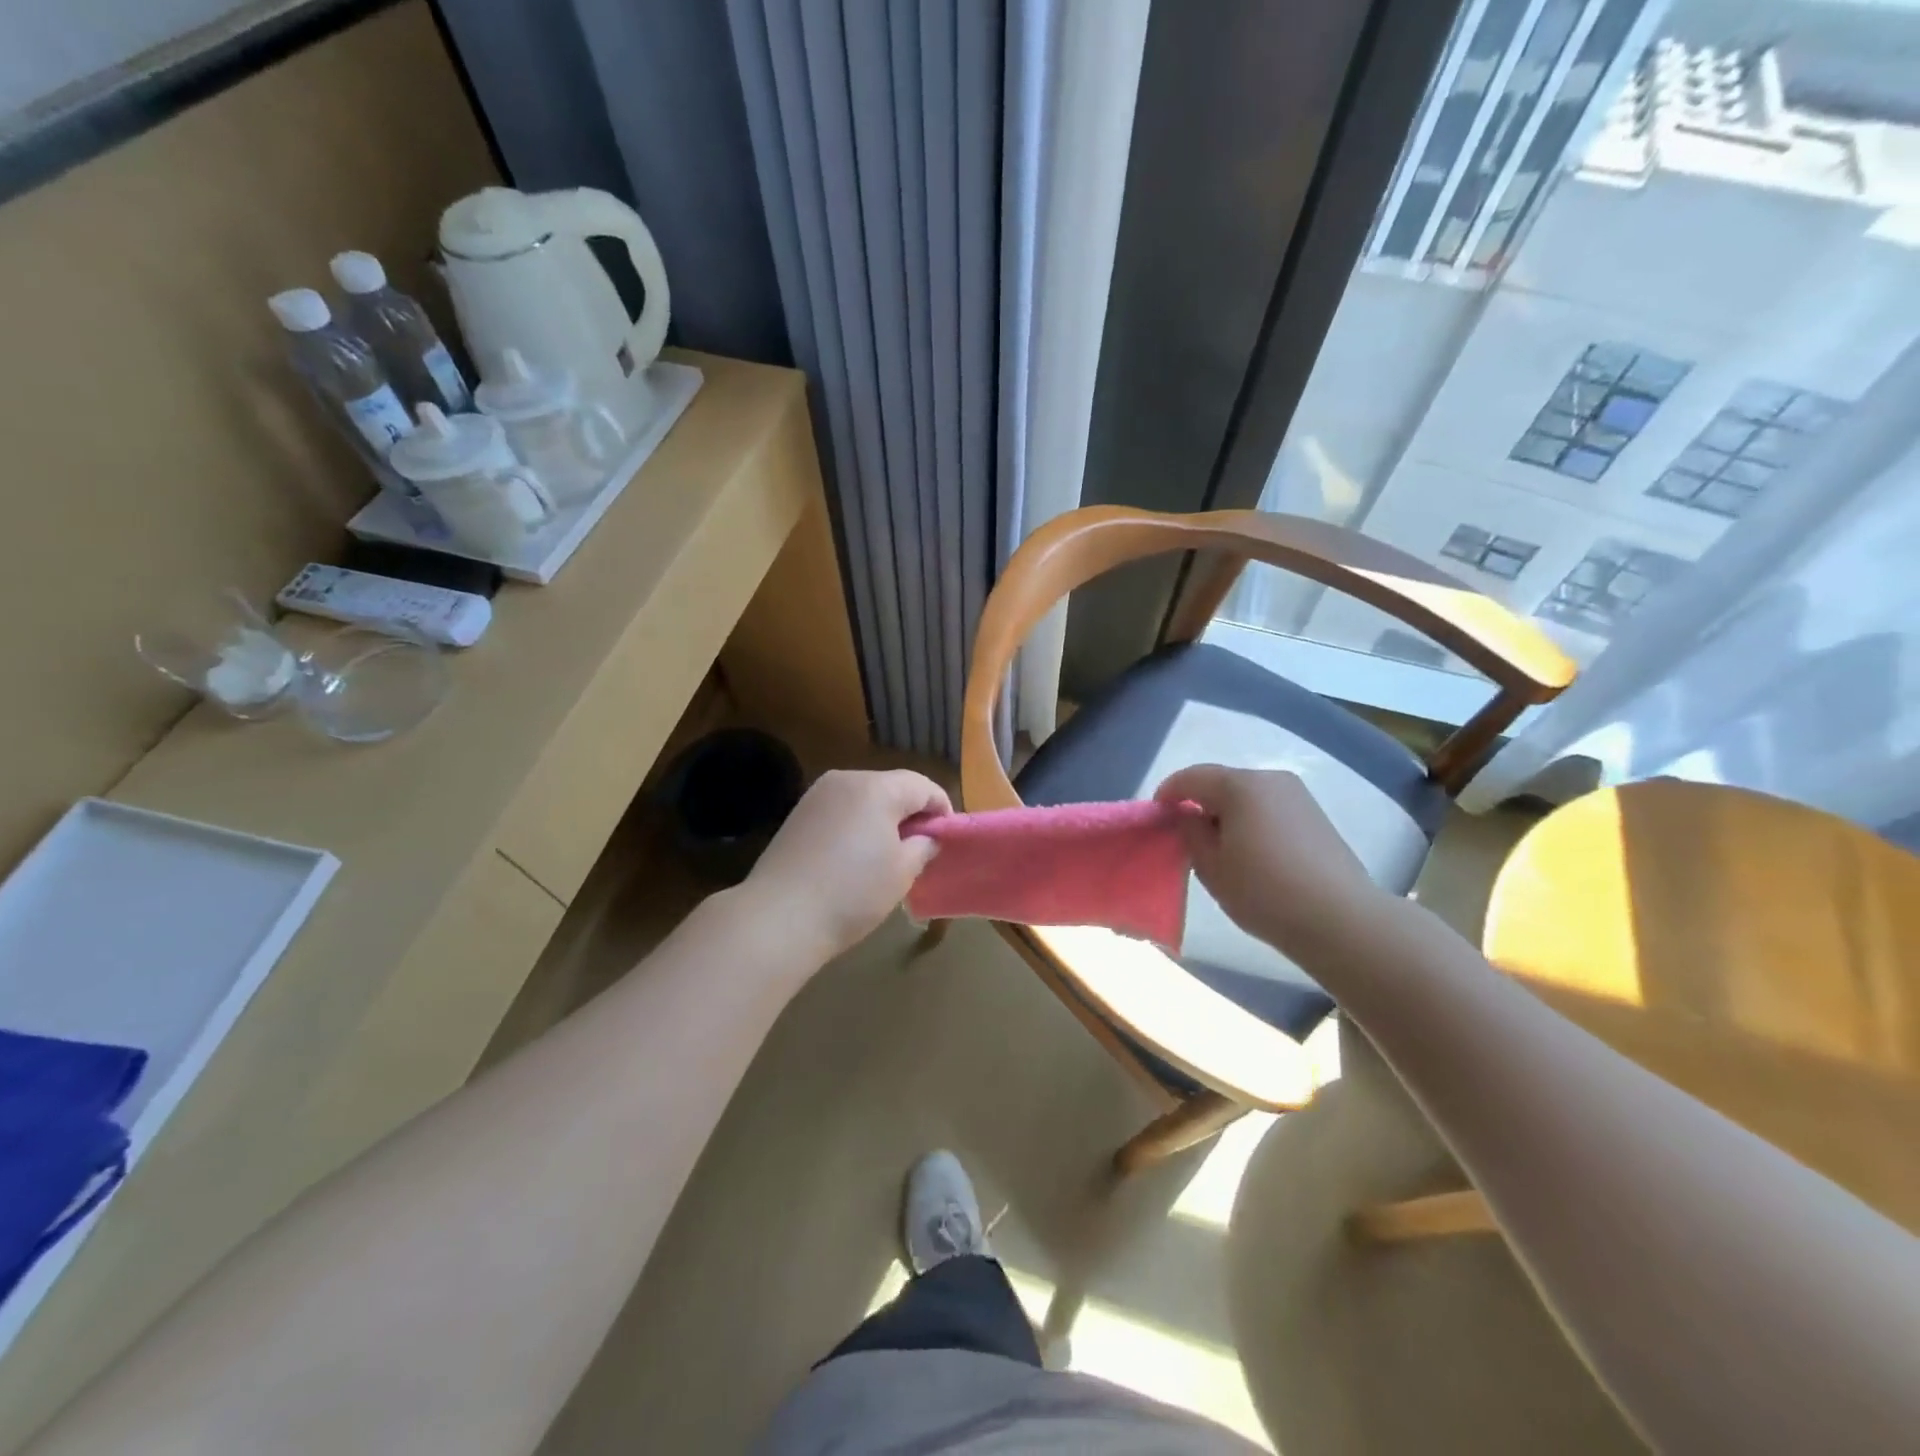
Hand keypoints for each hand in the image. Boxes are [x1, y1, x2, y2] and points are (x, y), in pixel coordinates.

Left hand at [746, 769, 950, 960]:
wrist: (779, 917)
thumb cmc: (852, 893)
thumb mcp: (901, 872)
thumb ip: (923, 846)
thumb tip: (927, 836)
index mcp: (877, 788)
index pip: (923, 786)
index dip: (941, 809)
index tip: (947, 837)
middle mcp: (846, 780)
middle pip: (892, 787)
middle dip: (911, 812)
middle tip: (920, 847)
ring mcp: (817, 795)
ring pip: (864, 798)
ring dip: (882, 818)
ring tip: (887, 854)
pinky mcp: (798, 814)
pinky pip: (840, 810)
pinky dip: (855, 824)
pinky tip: (854, 856)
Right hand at [1156, 764, 1388, 953]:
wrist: (1340, 919)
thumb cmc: (1264, 891)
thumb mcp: (1211, 866)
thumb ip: (1191, 833)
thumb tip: (1190, 816)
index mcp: (1240, 785)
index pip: (1191, 777)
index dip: (1167, 794)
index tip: (1157, 817)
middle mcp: (1270, 779)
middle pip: (1221, 782)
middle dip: (1199, 803)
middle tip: (1187, 837)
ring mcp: (1297, 795)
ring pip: (1247, 796)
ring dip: (1226, 813)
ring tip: (1220, 849)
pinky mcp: (1315, 815)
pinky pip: (1269, 808)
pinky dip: (1251, 821)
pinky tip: (1252, 853)